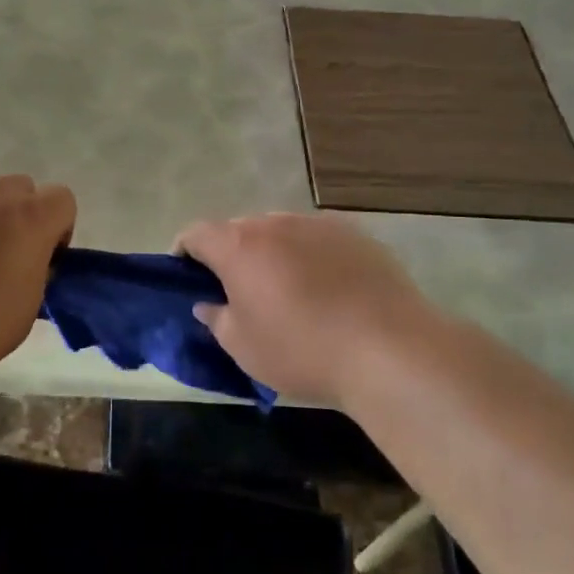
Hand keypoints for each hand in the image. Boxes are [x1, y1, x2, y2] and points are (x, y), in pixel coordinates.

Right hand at [176, 213, 446, 410]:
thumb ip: (217, 319)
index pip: (196, 233)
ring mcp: (319, 224)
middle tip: (238, 291)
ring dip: (273, 253)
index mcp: (240, 246)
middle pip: (240, 230)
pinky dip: (310, 256)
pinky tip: (328, 290)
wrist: (390, 348)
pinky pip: (318, 240)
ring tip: (287, 291)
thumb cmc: (302, 350)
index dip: (184, 251)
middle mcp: (276, 223)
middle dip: (231, 254)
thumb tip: (208, 304)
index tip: (186, 275)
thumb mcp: (244, 347)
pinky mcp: (356, 235)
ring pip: (281, 232)